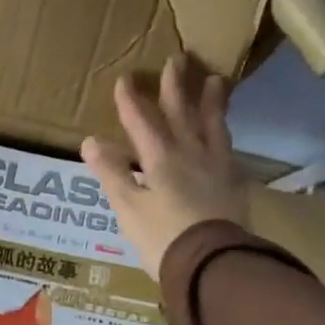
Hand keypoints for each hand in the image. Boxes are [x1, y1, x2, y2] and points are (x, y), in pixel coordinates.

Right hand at [80, 53, 251, 274]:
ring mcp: (217, 168)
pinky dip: (224, 134)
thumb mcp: (128, 208)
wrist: (214, 265)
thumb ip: (112, 173)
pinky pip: (228, 148)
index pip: (142, 121)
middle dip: (175, 87)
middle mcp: (191, 154)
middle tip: (178, 59)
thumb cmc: (163, 238)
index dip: (131, 100)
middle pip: (182, 113)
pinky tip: (224, 134)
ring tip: (215, 81)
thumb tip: (91, 141)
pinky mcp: (233, 185)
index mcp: (161, 159)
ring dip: (210, 102)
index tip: (124, 79)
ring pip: (213, 125)